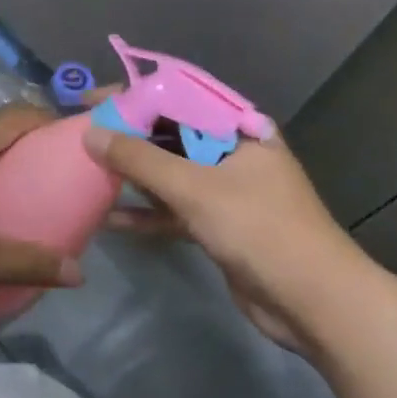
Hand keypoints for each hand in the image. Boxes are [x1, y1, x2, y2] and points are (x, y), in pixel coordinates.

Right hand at [81, 118, 360, 349]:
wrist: (314, 302)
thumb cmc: (259, 229)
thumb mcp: (196, 188)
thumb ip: (141, 159)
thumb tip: (91, 132)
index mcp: (237, 128)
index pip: (177, 96)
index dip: (133, 95)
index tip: (92, 101)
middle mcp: (231, 152)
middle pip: (171, 135)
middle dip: (128, 137)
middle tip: (82, 137)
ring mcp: (226, 191)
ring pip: (170, 174)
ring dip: (133, 176)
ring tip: (87, 172)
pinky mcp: (219, 226)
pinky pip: (175, 210)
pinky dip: (147, 214)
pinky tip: (111, 220)